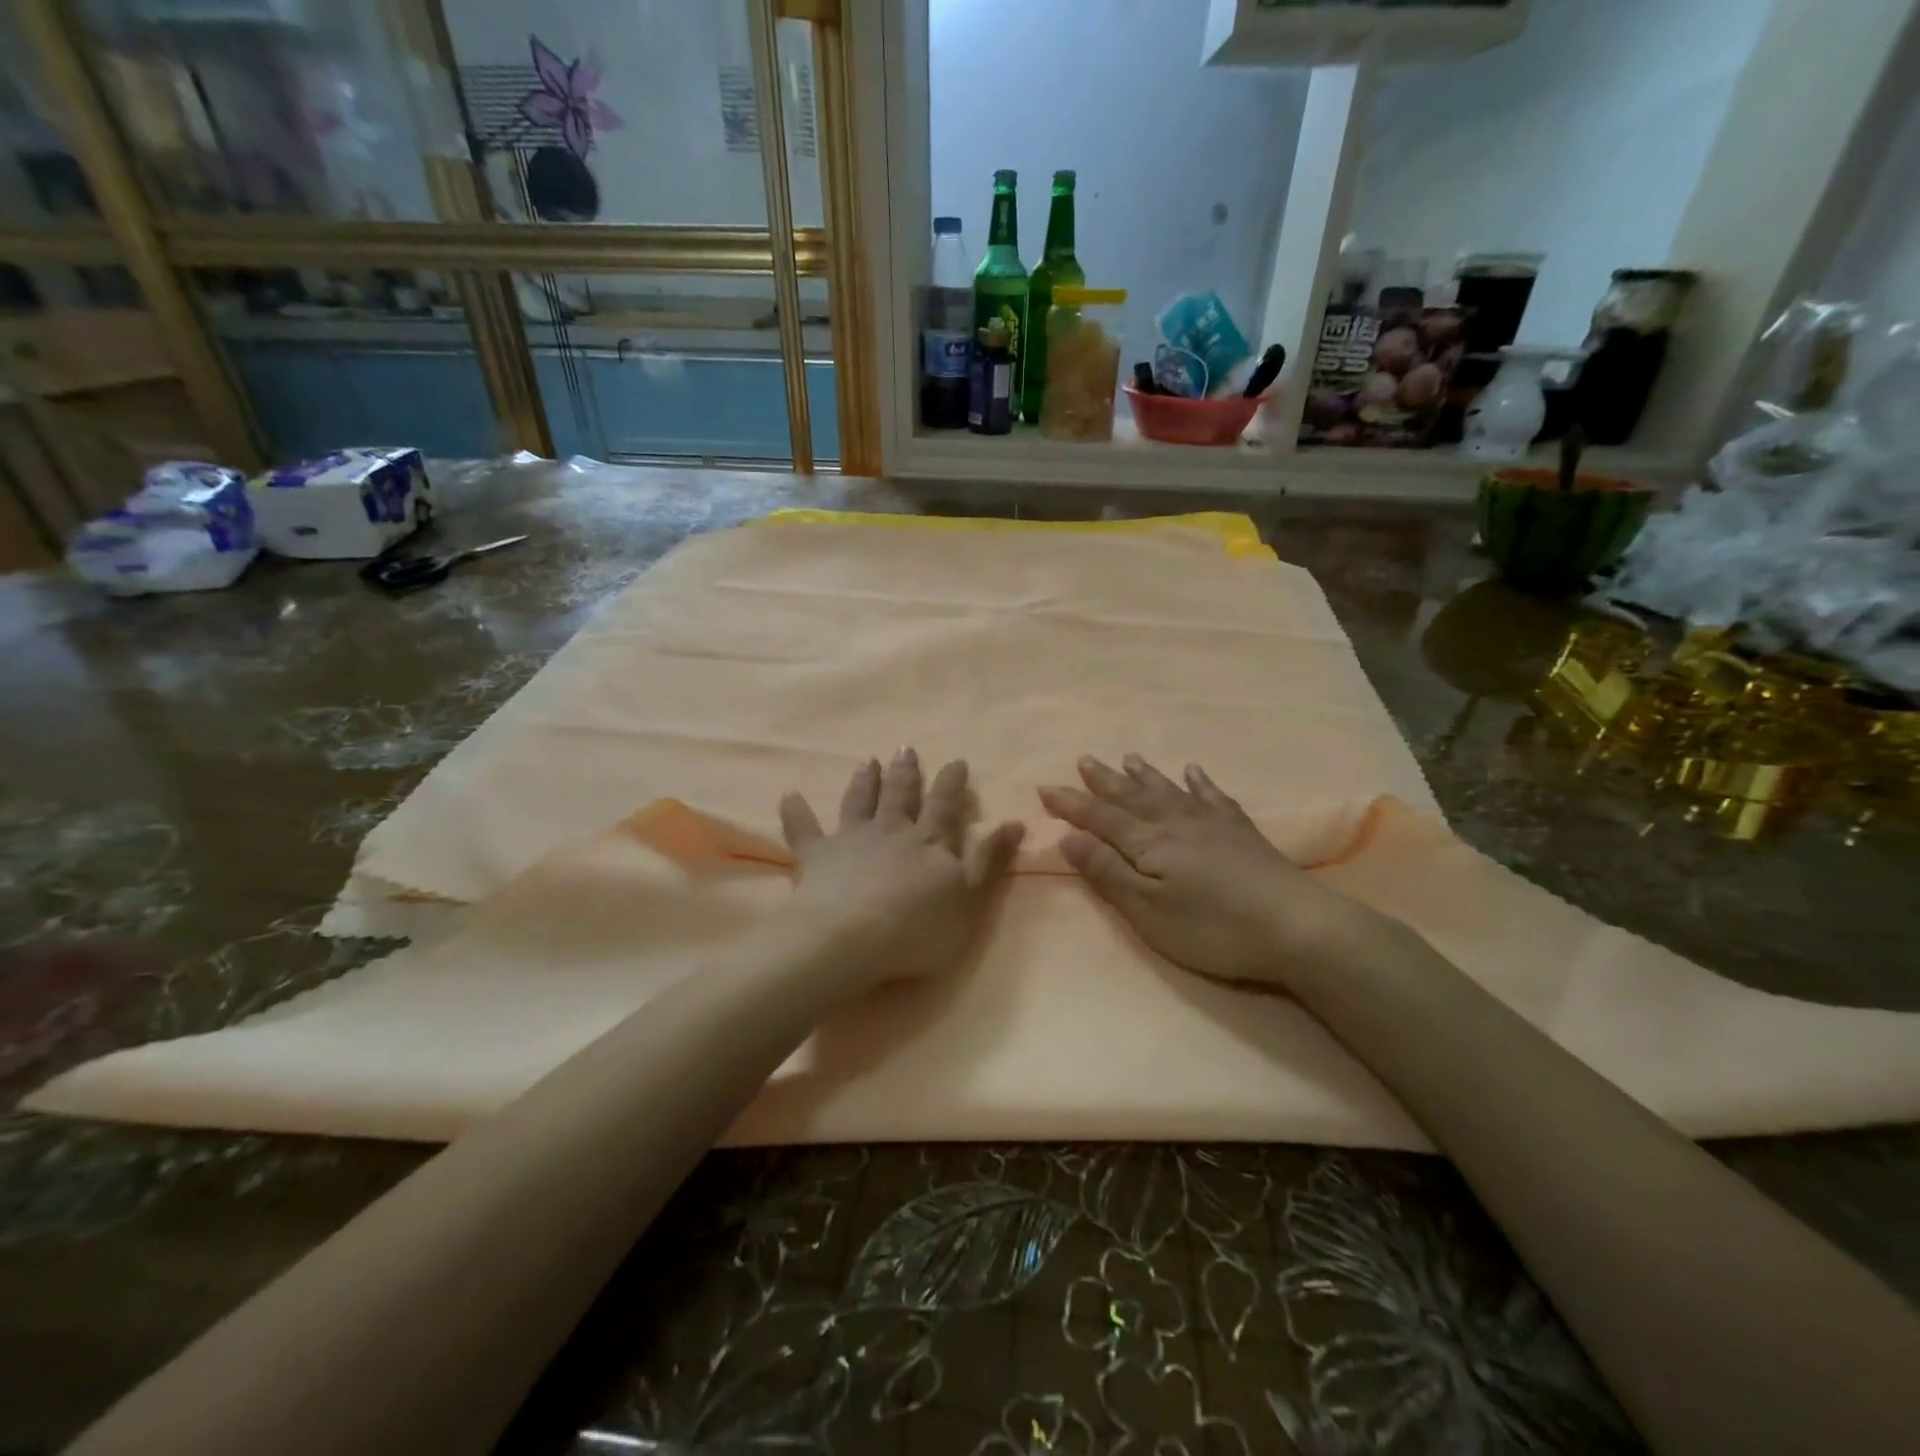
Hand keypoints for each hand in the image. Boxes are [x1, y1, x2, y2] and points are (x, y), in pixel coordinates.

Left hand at [779, 748, 1025, 986]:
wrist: (852, 938)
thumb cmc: (918, 928)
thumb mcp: (970, 900)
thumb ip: (990, 860)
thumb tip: (1013, 822)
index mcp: (929, 842)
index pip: (945, 806)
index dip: (952, 783)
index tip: (955, 761)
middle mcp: (891, 831)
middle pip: (900, 796)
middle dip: (905, 773)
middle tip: (904, 750)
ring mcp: (851, 840)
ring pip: (859, 803)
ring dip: (863, 782)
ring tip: (866, 762)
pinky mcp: (816, 856)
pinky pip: (803, 830)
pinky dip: (796, 812)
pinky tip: (789, 796)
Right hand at [1039, 755, 1385, 988]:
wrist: (1294, 926)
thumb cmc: (1211, 927)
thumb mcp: (1147, 910)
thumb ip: (1107, 873)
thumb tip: (1068, 837)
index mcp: (1148, 844)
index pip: (1100, 819)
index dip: (1071, 804)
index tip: (1045, 786)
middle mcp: (1175, 824)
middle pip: (1132, 798)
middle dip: (1104, 781)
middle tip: (1084, 759)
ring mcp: (1211, 824)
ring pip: (1168, 791)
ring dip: (1145, 776)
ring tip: (1129, 758)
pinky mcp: (1241, 833)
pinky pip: (1213, 798)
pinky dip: (1200, 783)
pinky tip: (1193, 772)